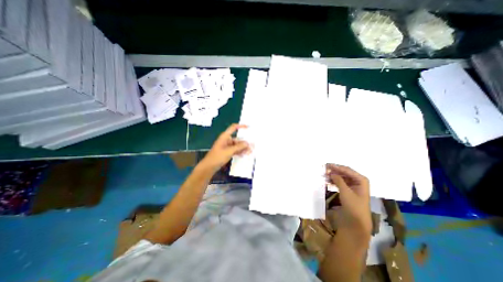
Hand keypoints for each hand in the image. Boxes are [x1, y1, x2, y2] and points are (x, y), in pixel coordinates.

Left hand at [199, 124, 248, 170]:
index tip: (248, 127)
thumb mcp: (229, 151)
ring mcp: (227, 146)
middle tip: (252, 146)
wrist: (209, 166)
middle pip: (237, 139)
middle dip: (244, 143)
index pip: (233, 128)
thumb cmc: (218, 156)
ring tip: (249, 152)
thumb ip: (239, 147)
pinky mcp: (227, 152)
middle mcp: (226, 140)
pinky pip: (235, 150)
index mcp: (225, 136)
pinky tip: (244, 154)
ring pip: (237, 145)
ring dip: (243, 148)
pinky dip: (239, 151)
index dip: (240, 126)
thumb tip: (247, 143)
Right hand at [328, 164, 369, 243]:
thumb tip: (331, 172)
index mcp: (361, 180)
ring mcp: (353, 186)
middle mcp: (358, 181)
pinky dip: (334, 181)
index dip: (336, 167)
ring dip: (333, 176)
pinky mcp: (348, 191)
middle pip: (344, 172)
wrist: (357, 222)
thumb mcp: (346, 192)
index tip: (326, 165)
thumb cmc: (354, 206)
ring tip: (324, 175)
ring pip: (341, 177)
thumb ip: (338, 180)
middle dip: (334, 171)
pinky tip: (327, 181)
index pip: (347, 170)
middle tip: (324, 169)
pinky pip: (340, 182)